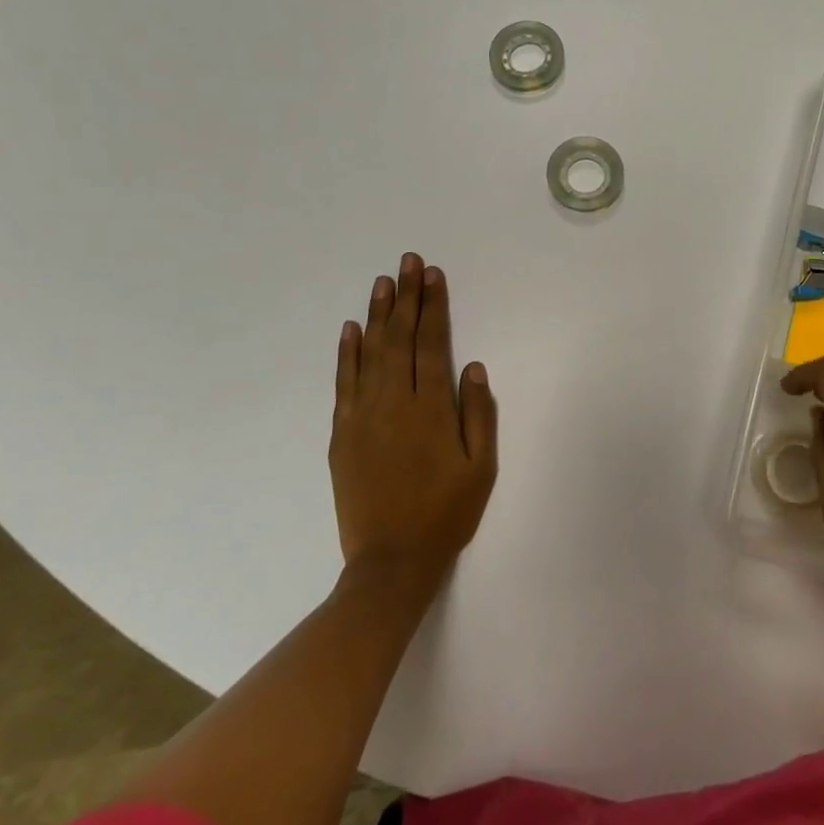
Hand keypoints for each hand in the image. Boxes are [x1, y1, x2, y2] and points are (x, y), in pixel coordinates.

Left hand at [331, 252, 496, 597]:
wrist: (390, 563)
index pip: (431, 344)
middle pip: (399, 339)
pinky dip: (347, 353)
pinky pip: (344, 383)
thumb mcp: (481, 469)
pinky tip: (350, 329)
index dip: (433, 307)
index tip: (433, 276)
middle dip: (406, 297)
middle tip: (408, 261)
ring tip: (383, 281)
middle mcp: (393, 404)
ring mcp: (362, 418)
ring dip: (377, 315)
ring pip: (369, 353)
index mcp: (431, 410)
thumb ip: (479, 415)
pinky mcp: (342, 435)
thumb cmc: (446, 514)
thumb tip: (474, 367)